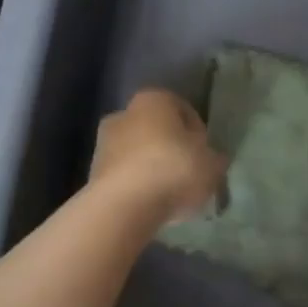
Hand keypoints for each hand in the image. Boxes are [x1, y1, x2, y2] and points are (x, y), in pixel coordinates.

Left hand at [90, 89, 226, 222]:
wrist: (122, 207)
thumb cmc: (173, 170)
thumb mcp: (212, 164)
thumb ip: (215, 159)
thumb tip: (213, 160)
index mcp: (155, 99)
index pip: (184, 110)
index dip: (199, 133)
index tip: (206, 155)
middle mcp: (125, 112)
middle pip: (157, 130)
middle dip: (172, 148)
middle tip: (188, 172)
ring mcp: (104, 143)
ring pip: (138, 152)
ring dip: (152, 168)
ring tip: (171, 194)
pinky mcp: (92, 174)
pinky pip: (125, 176)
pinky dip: (137, 186)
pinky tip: (151, 205)